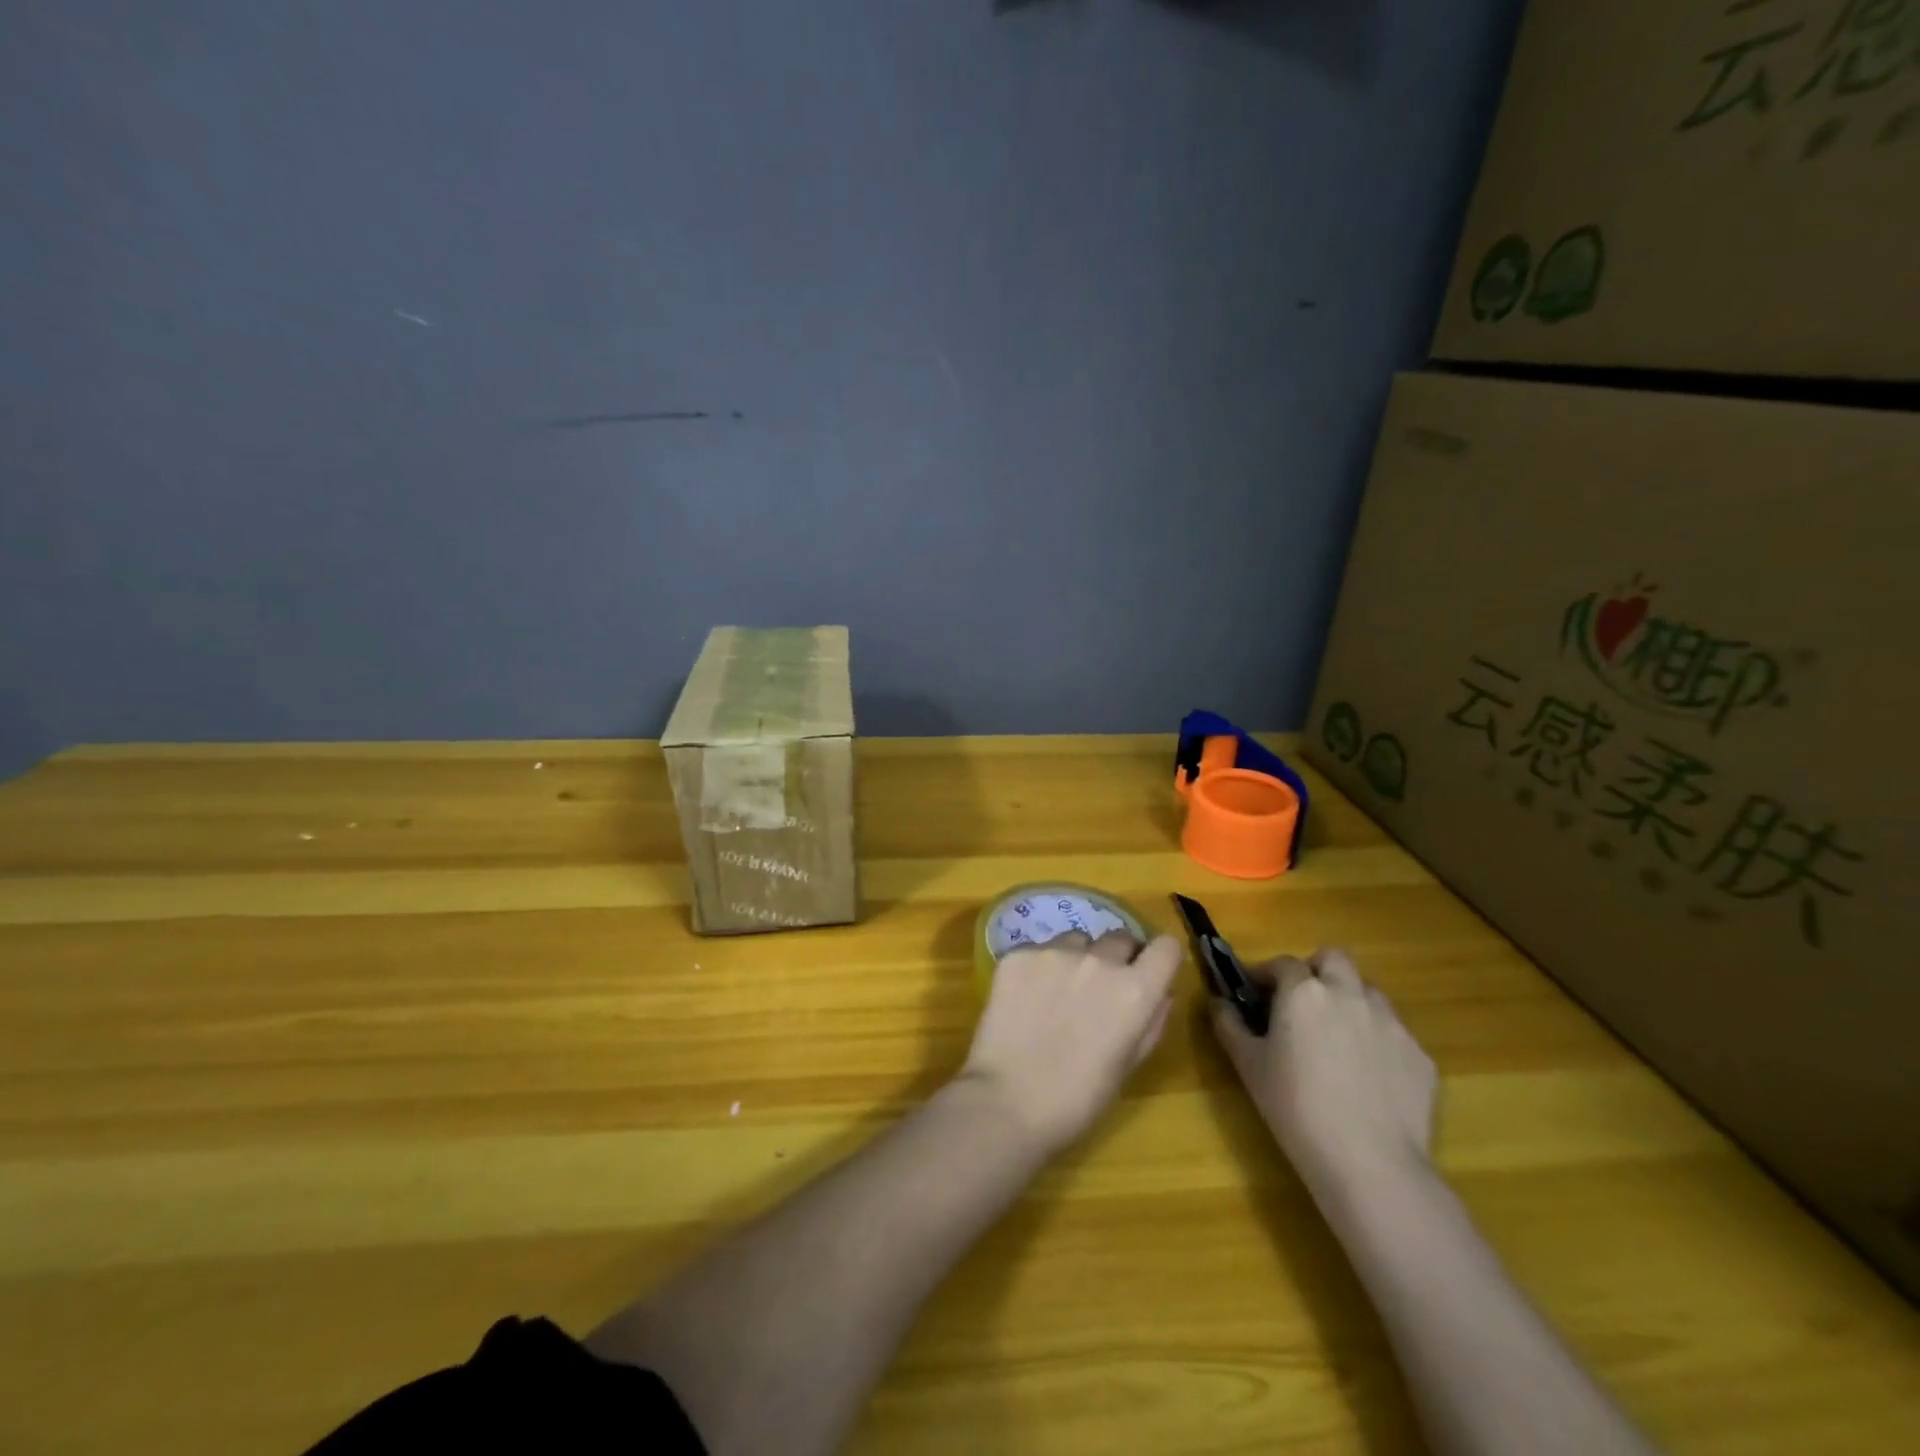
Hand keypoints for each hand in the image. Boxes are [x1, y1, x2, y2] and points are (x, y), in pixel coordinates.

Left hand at [958, 931, 1180, 1157]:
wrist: (1006, 1102)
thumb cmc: (1077, 1099)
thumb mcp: (1128, 1066)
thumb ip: (1151, 1022)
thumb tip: (1161, 991)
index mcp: (1134, 991)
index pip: (1166, 947)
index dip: (1160, 958)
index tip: (1149, 972)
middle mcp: (1098, 960)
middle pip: (1120, 938)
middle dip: (1118, 958)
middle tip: (1100, 990)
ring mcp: (1054, 952)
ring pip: (1077, 940)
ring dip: (1077, 959)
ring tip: (1058, 994)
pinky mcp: (1018, 954)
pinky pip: (1039, 950)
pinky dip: (1039, 968)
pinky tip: (1027, 1000)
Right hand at [1211, 948, 1437, 1201]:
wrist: (1371, 1164)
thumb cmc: (1296, 1108)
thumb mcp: (1248, 1066)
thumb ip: (1229, 1025)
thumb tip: (1217, 1003)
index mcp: (1304, 992)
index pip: (1282, 963)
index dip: (1266, 974)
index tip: (1255, 994)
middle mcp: (1349, 994)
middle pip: (1333, 959)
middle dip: (1315, 971)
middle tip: (1301, 1003)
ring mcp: (1391, 1023)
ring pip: (1368, 992)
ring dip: (1349, 1001)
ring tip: (1336, 1038)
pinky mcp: (1420, 1056)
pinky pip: (1394, 1033)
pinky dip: (1377, 1041)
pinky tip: (1368, 1077)